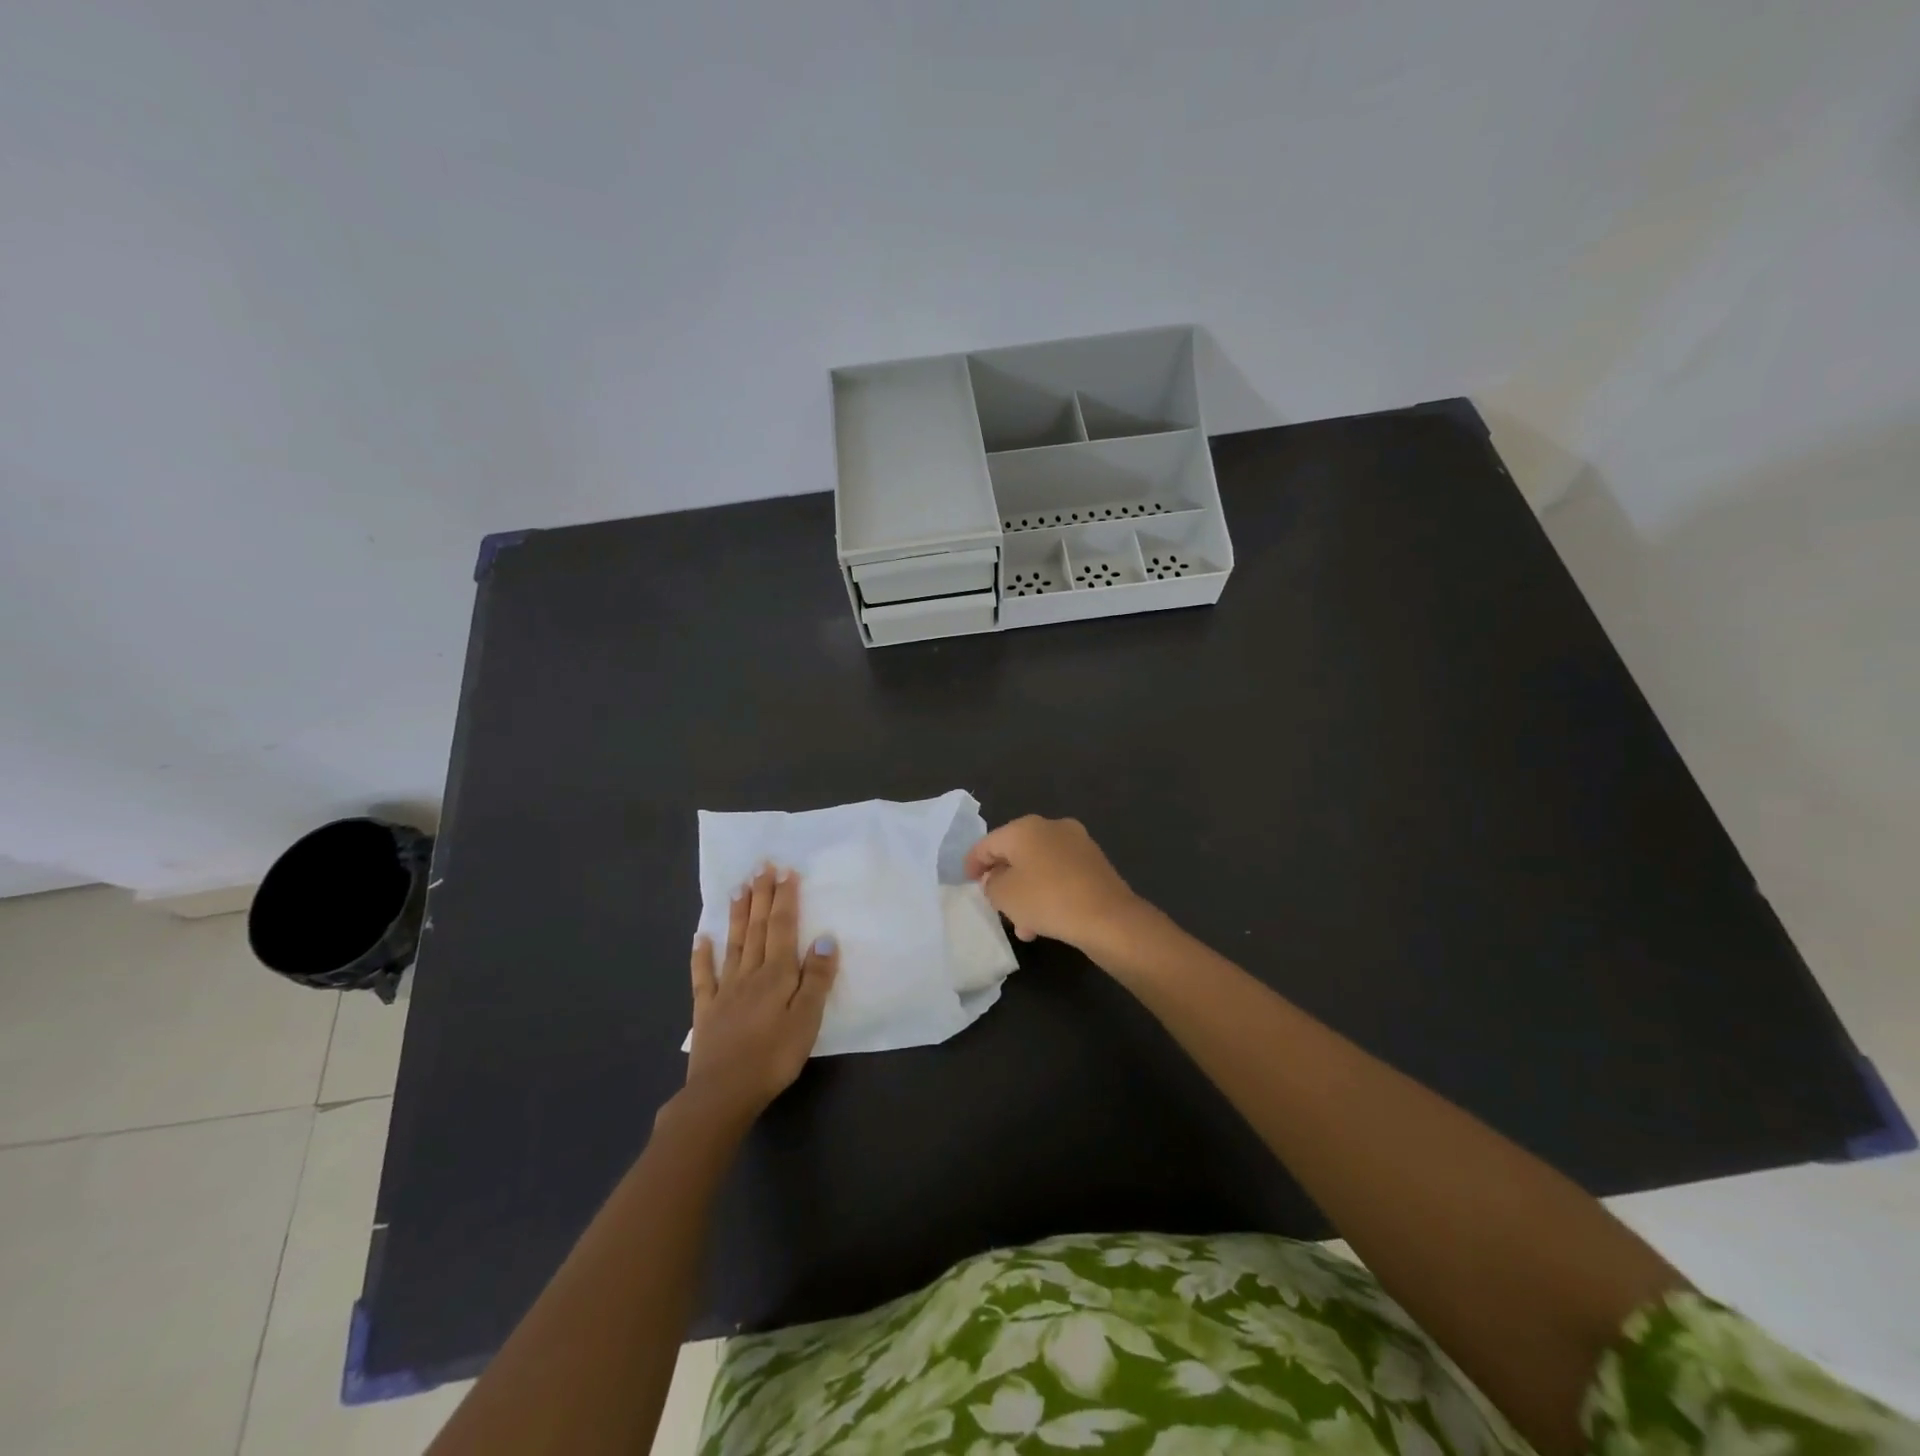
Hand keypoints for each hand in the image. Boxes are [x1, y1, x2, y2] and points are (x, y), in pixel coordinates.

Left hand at [684, 864, 837, 1122]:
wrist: (723, 1093)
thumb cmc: (773, 1057)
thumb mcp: (806, 1019)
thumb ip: (815, 978)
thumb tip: (824, 937)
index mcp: (776, 974)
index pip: (782, 927)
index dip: (784, 898)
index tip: (785, 871)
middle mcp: (750, 974)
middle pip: (757, 928)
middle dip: (761, 896)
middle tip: (761, 866)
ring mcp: (725, 991)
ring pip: (733, 944)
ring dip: (737, 915)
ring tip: (738, 888)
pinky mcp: (706, 1011)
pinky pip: (703, 977)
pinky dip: (702, 955)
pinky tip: (700, 938)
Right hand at [963, 815, 1141, 949]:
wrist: (1108, 917)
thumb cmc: (1047, 899)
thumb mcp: (1004, 895)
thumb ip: (990, 883)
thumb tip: (995, 878)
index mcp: (1025, 827)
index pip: (988, 842)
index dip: (973, 863)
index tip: (966, 882)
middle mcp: (1051, 827)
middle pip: (1015, 853)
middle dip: (1003, 880)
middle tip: (994, 903)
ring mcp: (1076, 843)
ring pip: (1038, 867)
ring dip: (1026, 892)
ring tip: (1021, 925)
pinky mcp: (1094, 863)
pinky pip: (1059, 875)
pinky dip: (1047, 893)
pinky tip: (1043, 922)